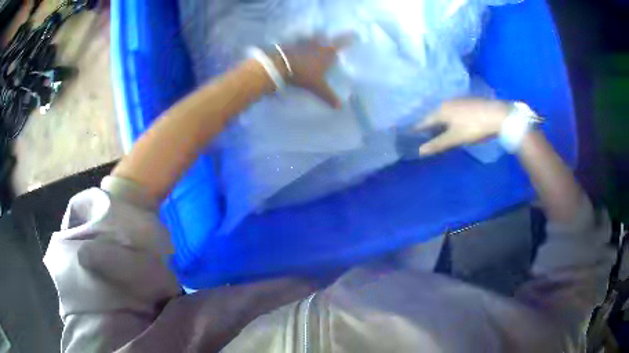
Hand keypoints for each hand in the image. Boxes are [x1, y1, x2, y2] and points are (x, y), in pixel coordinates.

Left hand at [271, 35, 352, 107]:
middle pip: (327, 39)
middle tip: (333, 39)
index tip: (354, 33)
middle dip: (331, 38)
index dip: (348, 39)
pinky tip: (301, 45)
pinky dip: (303, 42)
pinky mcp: (292, 43)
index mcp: (327, 52)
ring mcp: (304, 42)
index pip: (341, 43)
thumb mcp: (317, 86)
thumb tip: (340, 107)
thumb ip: (329, 95)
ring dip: (316, 39)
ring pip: (314, 38)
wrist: (280, 65)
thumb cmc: (304, 74)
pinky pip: (301, 41)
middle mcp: (318, 44)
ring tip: (318, 40)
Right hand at [415, 98, 510, 155]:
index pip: (424, 121)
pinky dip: (449, 117)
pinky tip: (454, 122)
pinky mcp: (468, 101)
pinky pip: (453, 110)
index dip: (417, 128)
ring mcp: (458, 100)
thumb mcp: (455, 138)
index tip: (408, 133)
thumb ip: (437, 144)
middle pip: (434, 115)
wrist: (497, 115)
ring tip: (437, 129)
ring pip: (444, 112)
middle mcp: (447, 103)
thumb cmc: (474, 127)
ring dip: (439, 120)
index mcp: (441, 111)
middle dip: (428, 124)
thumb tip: (419, 151)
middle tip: (422, 134)